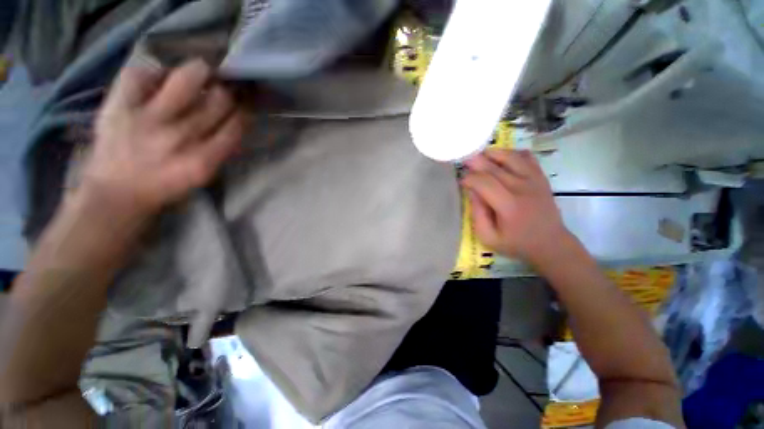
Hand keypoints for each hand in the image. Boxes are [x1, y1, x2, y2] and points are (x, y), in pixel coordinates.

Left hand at [80, 59, 244, 217]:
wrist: (117, 191)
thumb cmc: (167, 185)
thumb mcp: (204, 175)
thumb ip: (222, 150)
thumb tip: (235, 120)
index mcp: (203, 160)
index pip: (235, 126)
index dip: (243, 111)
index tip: (243, 104)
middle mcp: (179, 137)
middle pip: (218, 100)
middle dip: (225, 92)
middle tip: (222, 89)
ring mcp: (147, 118)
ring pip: (186, 78)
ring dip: (200, 72)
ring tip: (201, 73)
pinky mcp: (120, 105)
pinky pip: (141, 73)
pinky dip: (154, 72)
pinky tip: (160, 79)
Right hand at [461, 149, 572, 265]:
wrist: (551, 243)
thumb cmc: (516, 243)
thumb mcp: (488, 237)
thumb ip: (477, 214)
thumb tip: (471, 191)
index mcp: (509, 206)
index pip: (484, 182)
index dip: (469, 178)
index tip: (461, 181)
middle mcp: (522, 188)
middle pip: (494, 167)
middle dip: (475, 161)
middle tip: (463, 160)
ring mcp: (534, 180)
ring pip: (510, 156)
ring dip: (492, 153)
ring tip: (479, 155)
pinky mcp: (541, 177)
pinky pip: (526, 156)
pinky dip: (511, 153)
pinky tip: (501, 158)